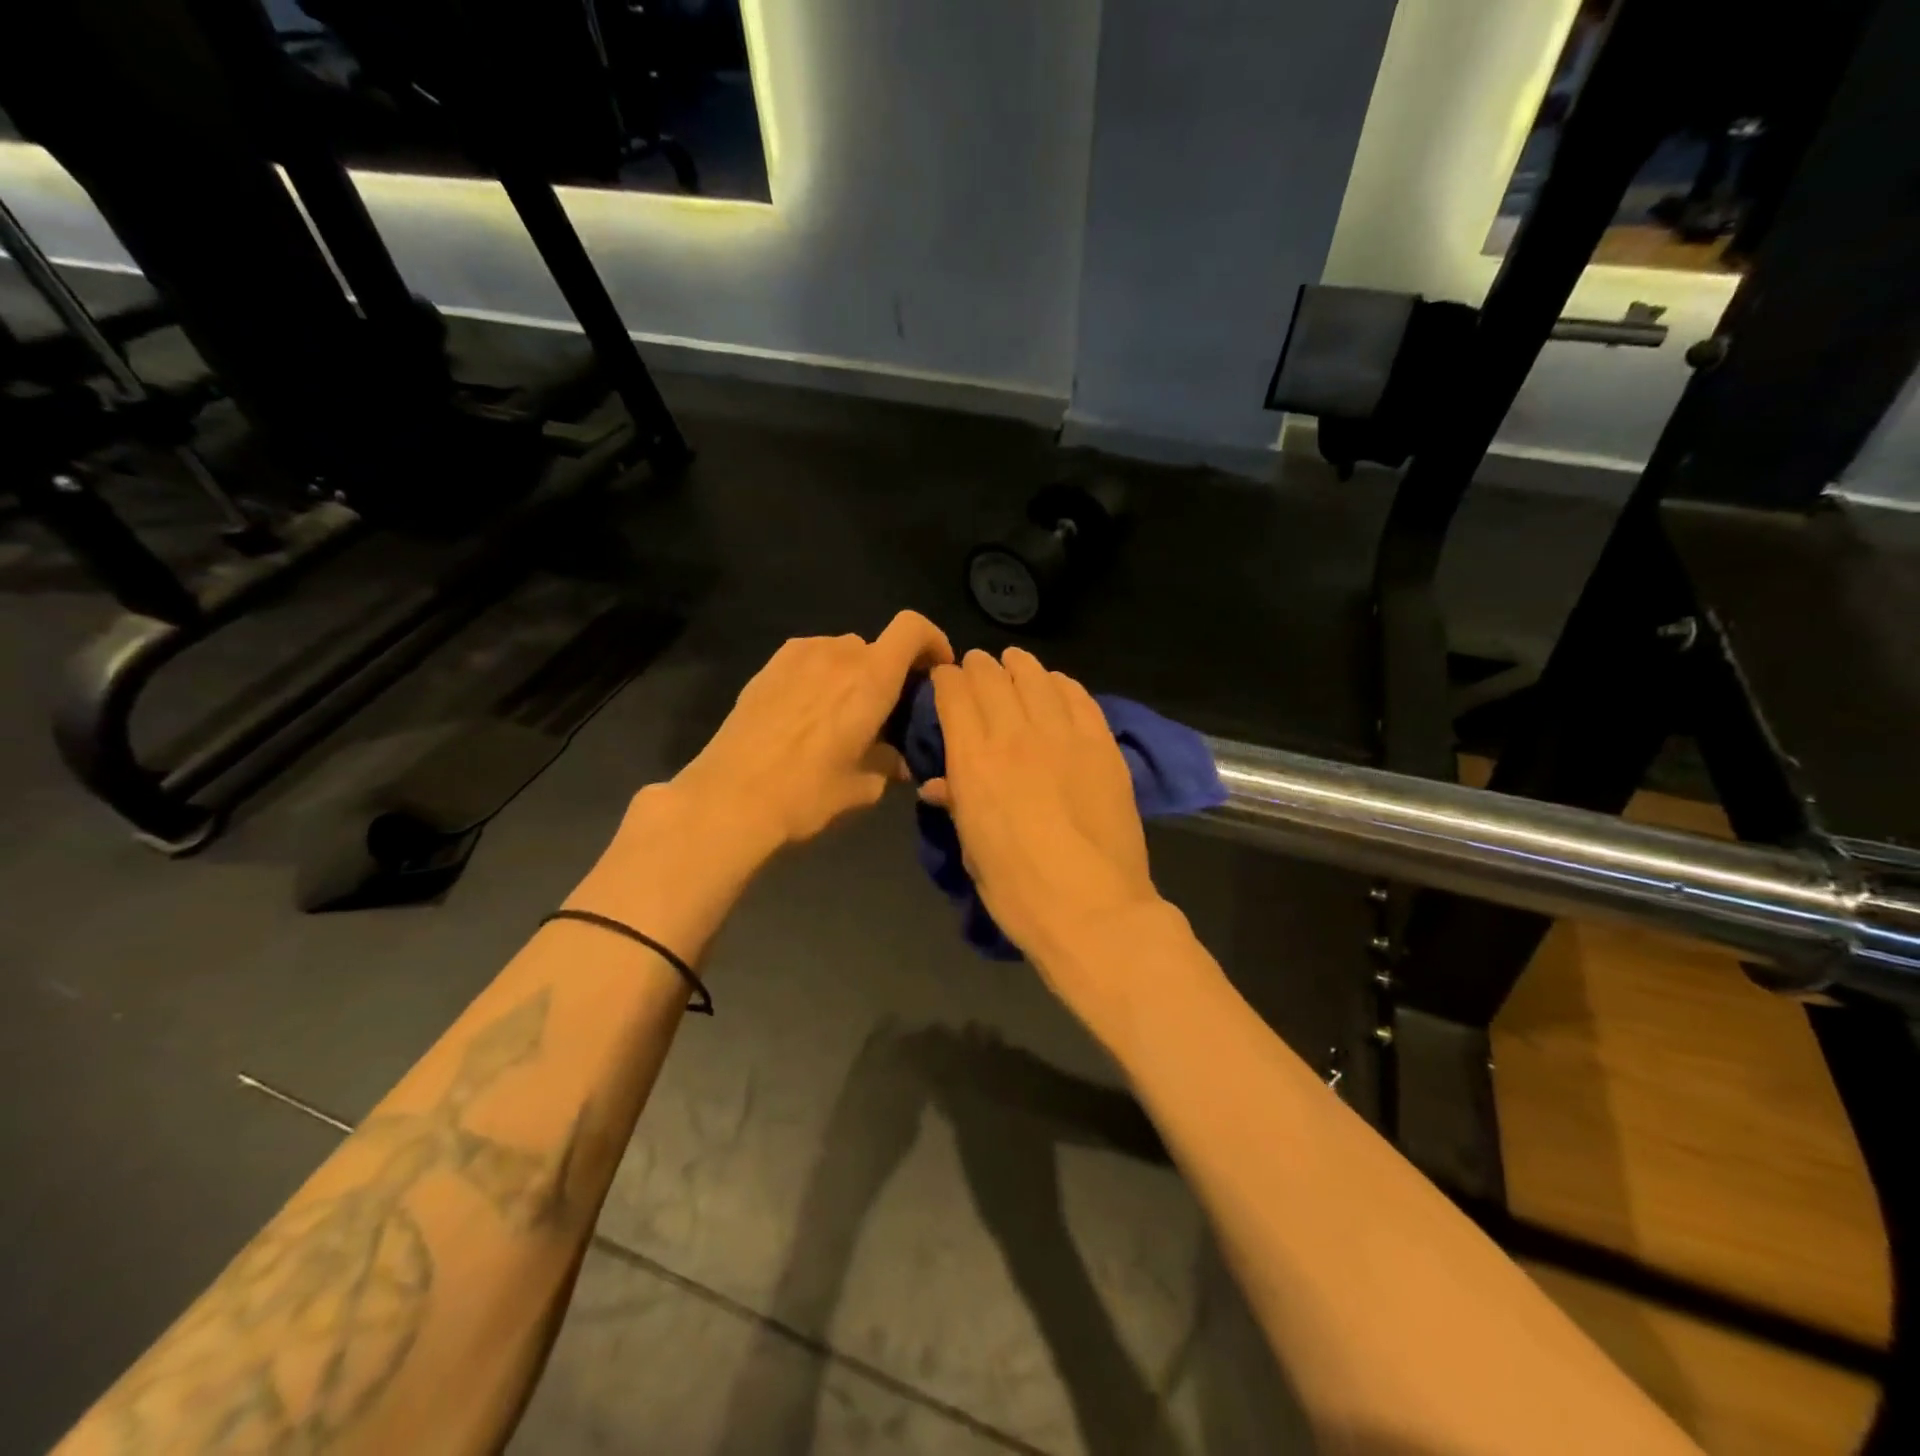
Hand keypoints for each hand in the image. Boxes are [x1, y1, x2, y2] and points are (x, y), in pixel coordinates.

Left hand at [670, 610, 954, 855]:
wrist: (731, 798)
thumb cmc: (807, 794)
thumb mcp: (862, 787)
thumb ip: (889, 764)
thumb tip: (898, 761)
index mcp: (871, 679)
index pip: (912, 628)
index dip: (933, 641)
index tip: (936, 670)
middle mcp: (838, 654)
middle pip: (877, 646)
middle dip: (890, 673)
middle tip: (886, 712)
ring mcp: (798, 656)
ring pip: (842, 652)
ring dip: (853, 674)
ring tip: (843, 715)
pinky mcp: (768, 667)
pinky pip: (809, 659)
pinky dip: (822, 676)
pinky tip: (809, 714)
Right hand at [922, 649, 1181, 1041]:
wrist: (1091, 906)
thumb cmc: (1017, 889)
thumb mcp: (972, 847)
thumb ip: (957, 803)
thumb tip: (939, 784)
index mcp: (974, 759)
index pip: (954, 693)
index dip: (947, 679)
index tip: (946, 680)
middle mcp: (1015, 733)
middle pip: (992, 676)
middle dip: (978, 667)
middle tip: (976, 669)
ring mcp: (1063, 734)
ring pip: (1037, 677)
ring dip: (1020, 667)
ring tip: (1015, 665)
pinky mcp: (1102, 743)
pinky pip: (1079, 696)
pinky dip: (1062, 684)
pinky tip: (1056, 685)